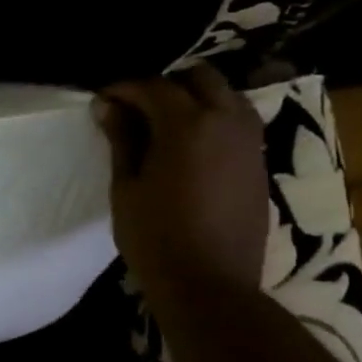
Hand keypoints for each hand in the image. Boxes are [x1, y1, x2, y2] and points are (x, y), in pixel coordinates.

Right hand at [96, 66, 268, 300]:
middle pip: (200, 78)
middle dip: (166, 84)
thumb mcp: (127, 187)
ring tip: (166, 123)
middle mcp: (226, 121)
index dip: (124, 88)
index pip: (153, 87)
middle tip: (136, 107)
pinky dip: (214, 120)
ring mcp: (249, 142)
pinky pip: (238, 123)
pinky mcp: (258, 164)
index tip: (103, 98)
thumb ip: (122, 140)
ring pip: (227, 96)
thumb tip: (108, 105)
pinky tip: (191, 145)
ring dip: (196, 98)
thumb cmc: (155, 237)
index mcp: (187, 124)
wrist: (209, 284)